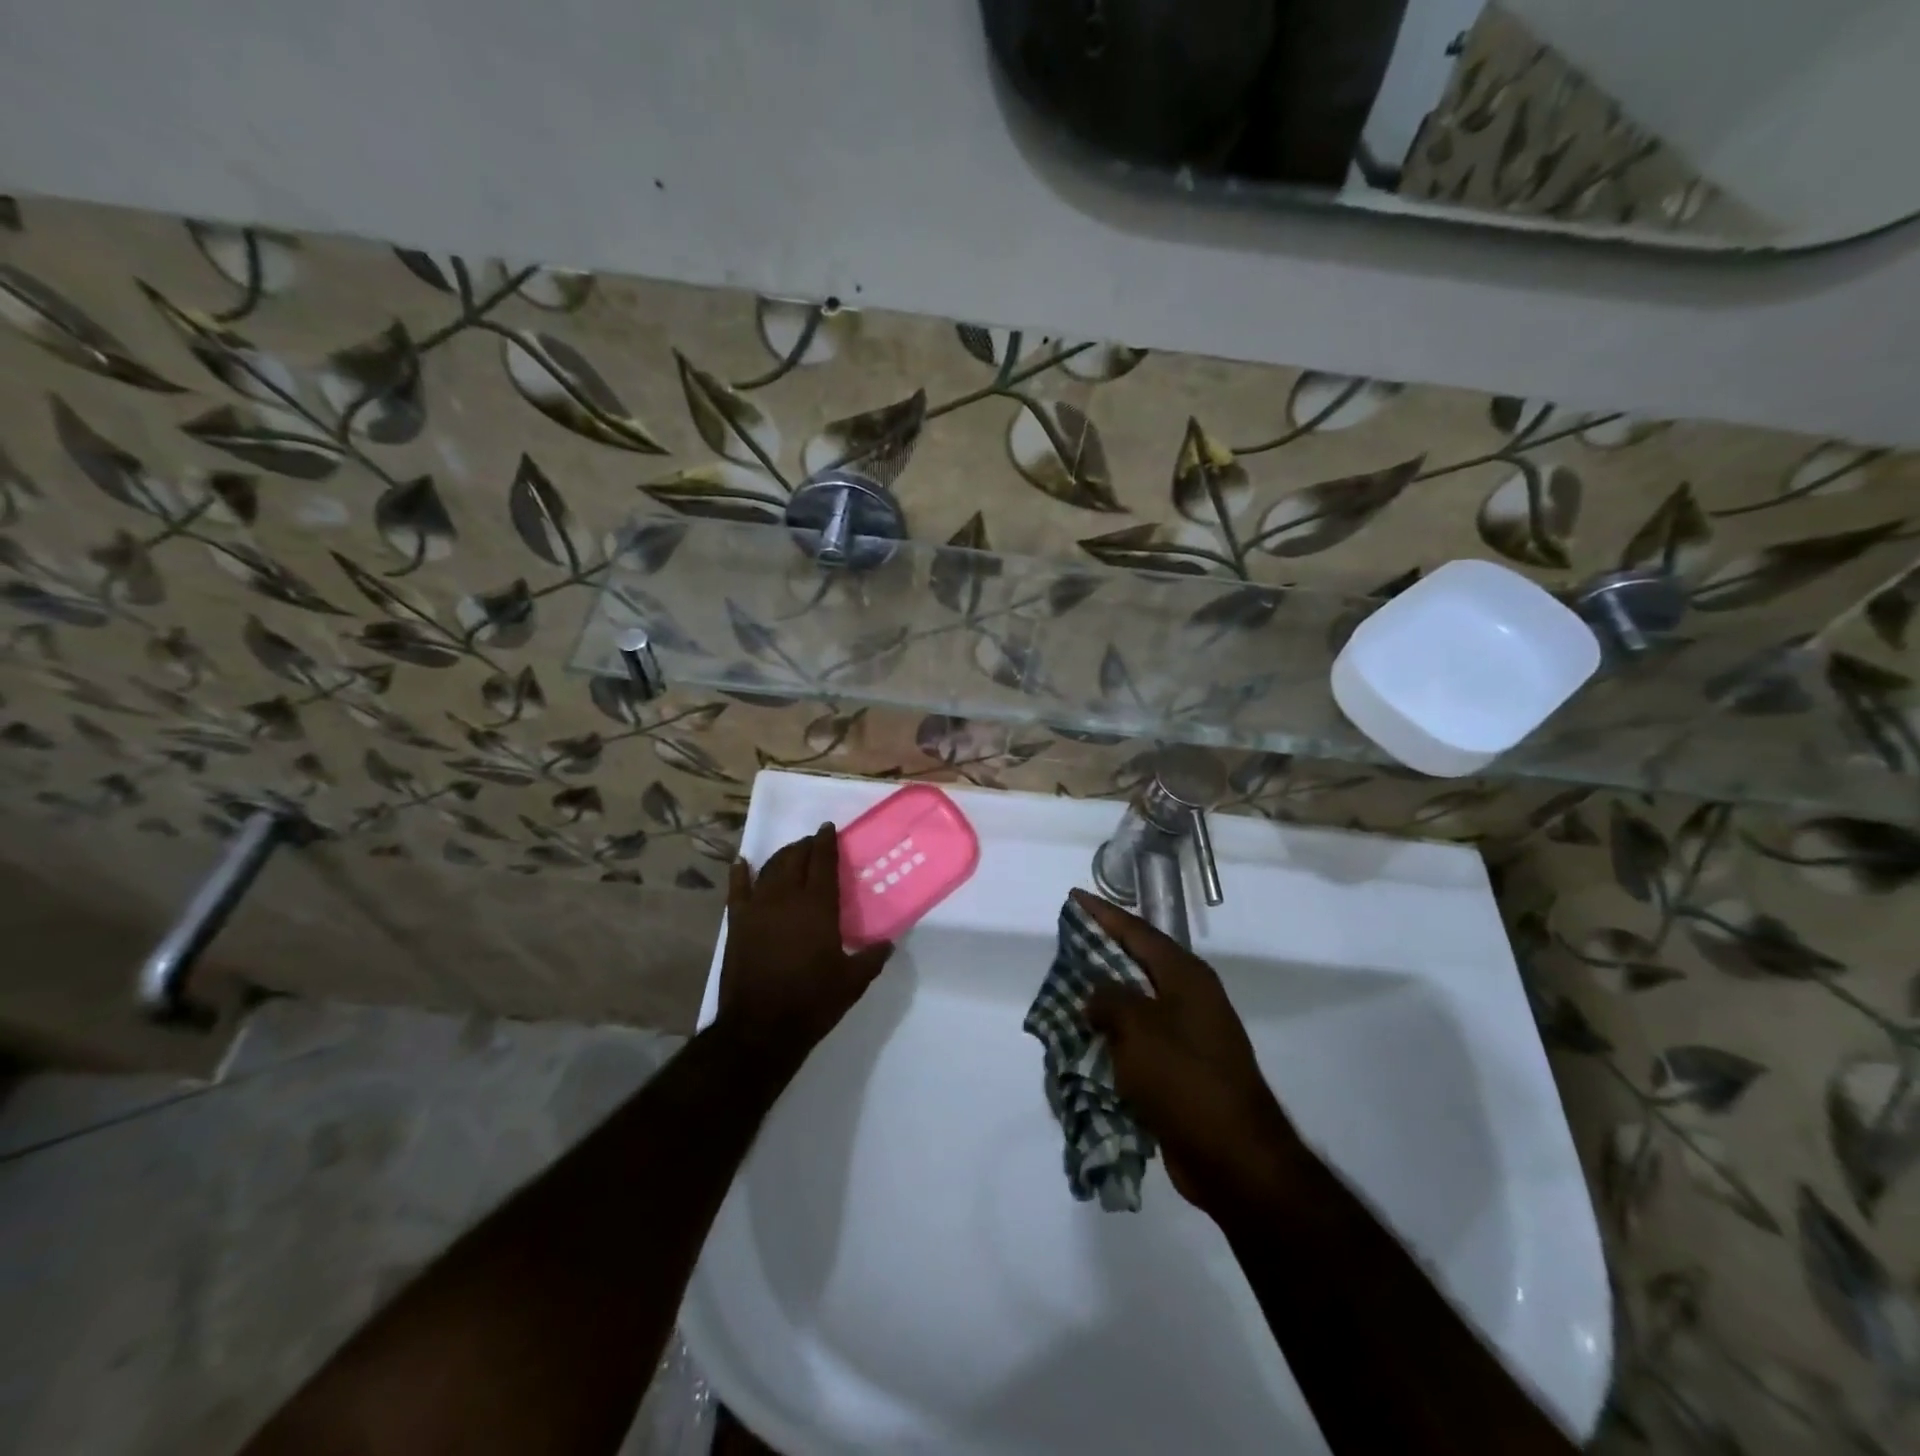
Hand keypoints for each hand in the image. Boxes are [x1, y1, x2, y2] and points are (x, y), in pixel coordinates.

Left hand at [718, 823, 892, 1057]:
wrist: (761, 1027)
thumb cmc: (812, 1001)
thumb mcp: (853, 981)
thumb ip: (872, 957)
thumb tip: (888, 943)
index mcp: (817, 906)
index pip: (823, 862)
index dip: (826, 842)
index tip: (828, 828)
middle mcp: (786, 898)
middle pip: (794, 859)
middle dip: (805, 846)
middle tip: (813, 843)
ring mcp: (758, 908)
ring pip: (769, 869)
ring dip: (781, 856)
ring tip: (791, 853)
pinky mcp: (737, 924)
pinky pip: (737, 890)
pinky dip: (740, 874)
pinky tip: (741, 863)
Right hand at [1074, 889, 1309, 1223]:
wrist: (1235, 1157)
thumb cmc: (1185, 1079)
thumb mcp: (1138, 1028)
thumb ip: (1109, 999)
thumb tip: (1097, 996)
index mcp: (1185, 976)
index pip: (1137, 931)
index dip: (1103, 913)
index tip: (1074, 897)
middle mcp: (1190, 998)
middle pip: (1139, 963)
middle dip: (1103, 951)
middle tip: (1067, 941)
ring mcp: (1190, 1035)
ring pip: (1138, 1003)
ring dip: (1106, 998)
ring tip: (1069, 989)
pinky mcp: (1183, 1070)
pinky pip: (1141, 1040)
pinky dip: (1115, 1036)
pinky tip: (1088, 1040)